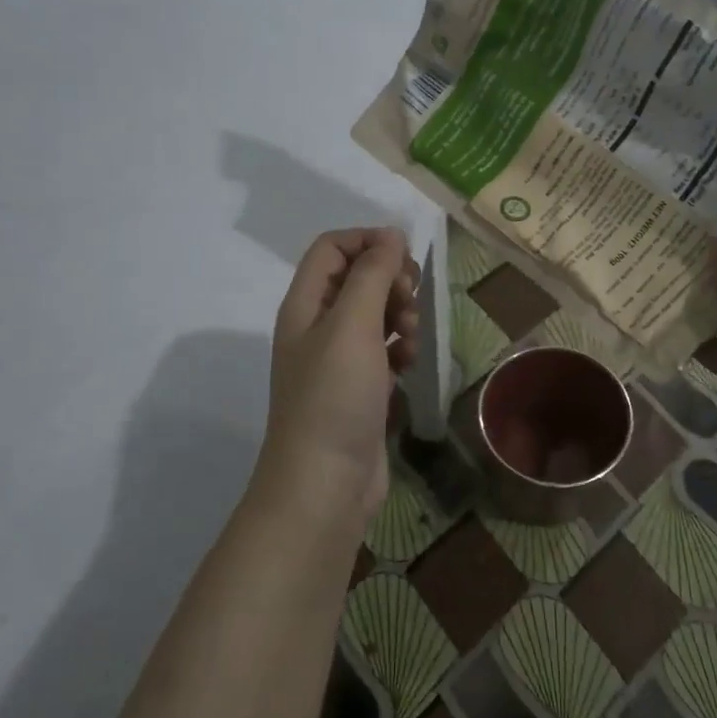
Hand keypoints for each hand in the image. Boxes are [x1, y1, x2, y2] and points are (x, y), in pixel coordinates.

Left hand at [263, 228, 418, 519]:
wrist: (325, 483)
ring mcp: (338, 360)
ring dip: (400, 314)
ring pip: (374, 314)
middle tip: (409, 300)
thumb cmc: (334, 396)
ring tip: (412, 337)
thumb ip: (372, 275)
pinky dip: (400, 347)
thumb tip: (390, 235)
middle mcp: (317, 327)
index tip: (405, 257)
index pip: (332, 248)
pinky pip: (383, 349)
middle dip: (390, 280)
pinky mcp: (359, 388)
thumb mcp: (353, 325)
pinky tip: (409, 363)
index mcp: (304, 305)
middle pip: (356, 279)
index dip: (368, 242)